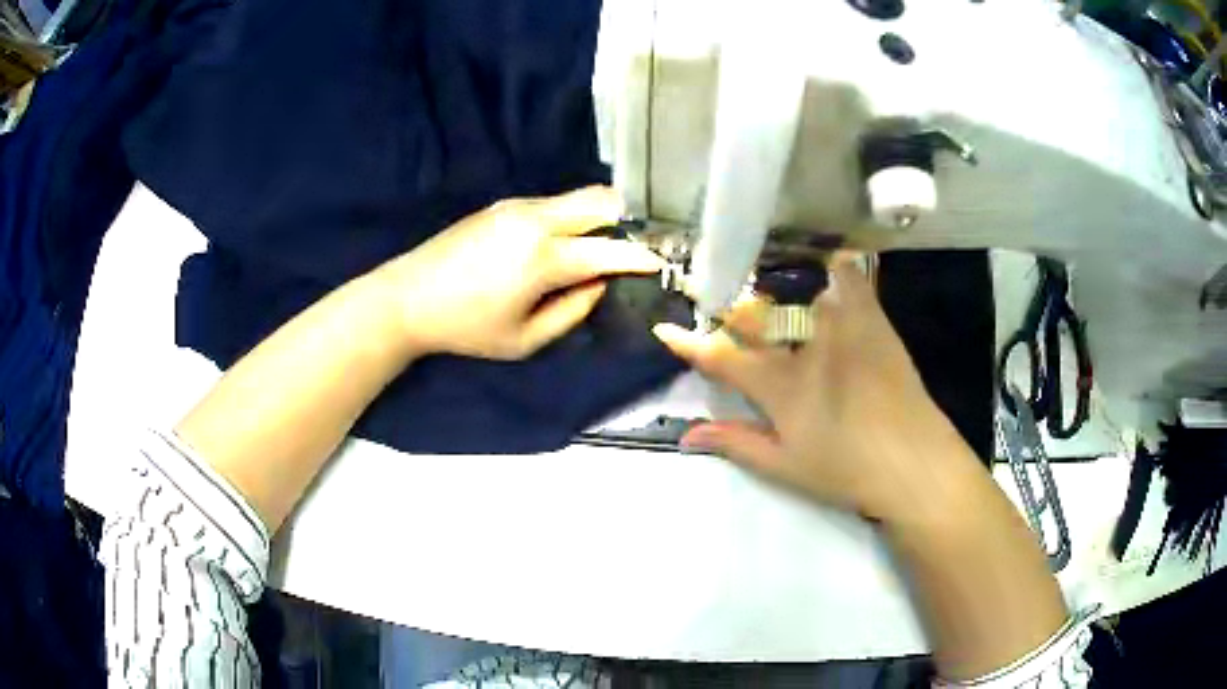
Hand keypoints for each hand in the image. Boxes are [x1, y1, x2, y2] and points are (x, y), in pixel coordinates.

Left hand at [376, 186, 664, 359]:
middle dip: (627, 222)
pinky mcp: (504, 204)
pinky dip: (572, 217)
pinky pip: (554, 203)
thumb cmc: (466, 328)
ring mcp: (518, 206)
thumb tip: (599, 284)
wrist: (407, 297)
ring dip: (599, 217)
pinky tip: (563, 242)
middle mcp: (537, 220)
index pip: (610, 250)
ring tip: (601, 246)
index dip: (641, 257)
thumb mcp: (524, 339)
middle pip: (601, 202)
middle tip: (634, 248)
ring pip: (578, 197)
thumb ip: (572, 312)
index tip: (662, 262)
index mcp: (544, 258)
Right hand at [653, 259, 977, 522]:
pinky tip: (830, 265)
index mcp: (781, 386)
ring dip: (776, 288)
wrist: (914, 461)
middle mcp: (806, 346)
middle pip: (756, 316)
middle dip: (731, 312)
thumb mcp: (784, 466)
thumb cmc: (847, 470)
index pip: (722, 358)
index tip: (665, 331)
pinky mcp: (873, 320)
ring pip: (799, 290)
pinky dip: (835, 268)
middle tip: (722, 311)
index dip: (690, 344)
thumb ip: (735, 443)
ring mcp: (842, 327)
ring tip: (771, 289)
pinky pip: (850, 279)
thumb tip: (686, 436)